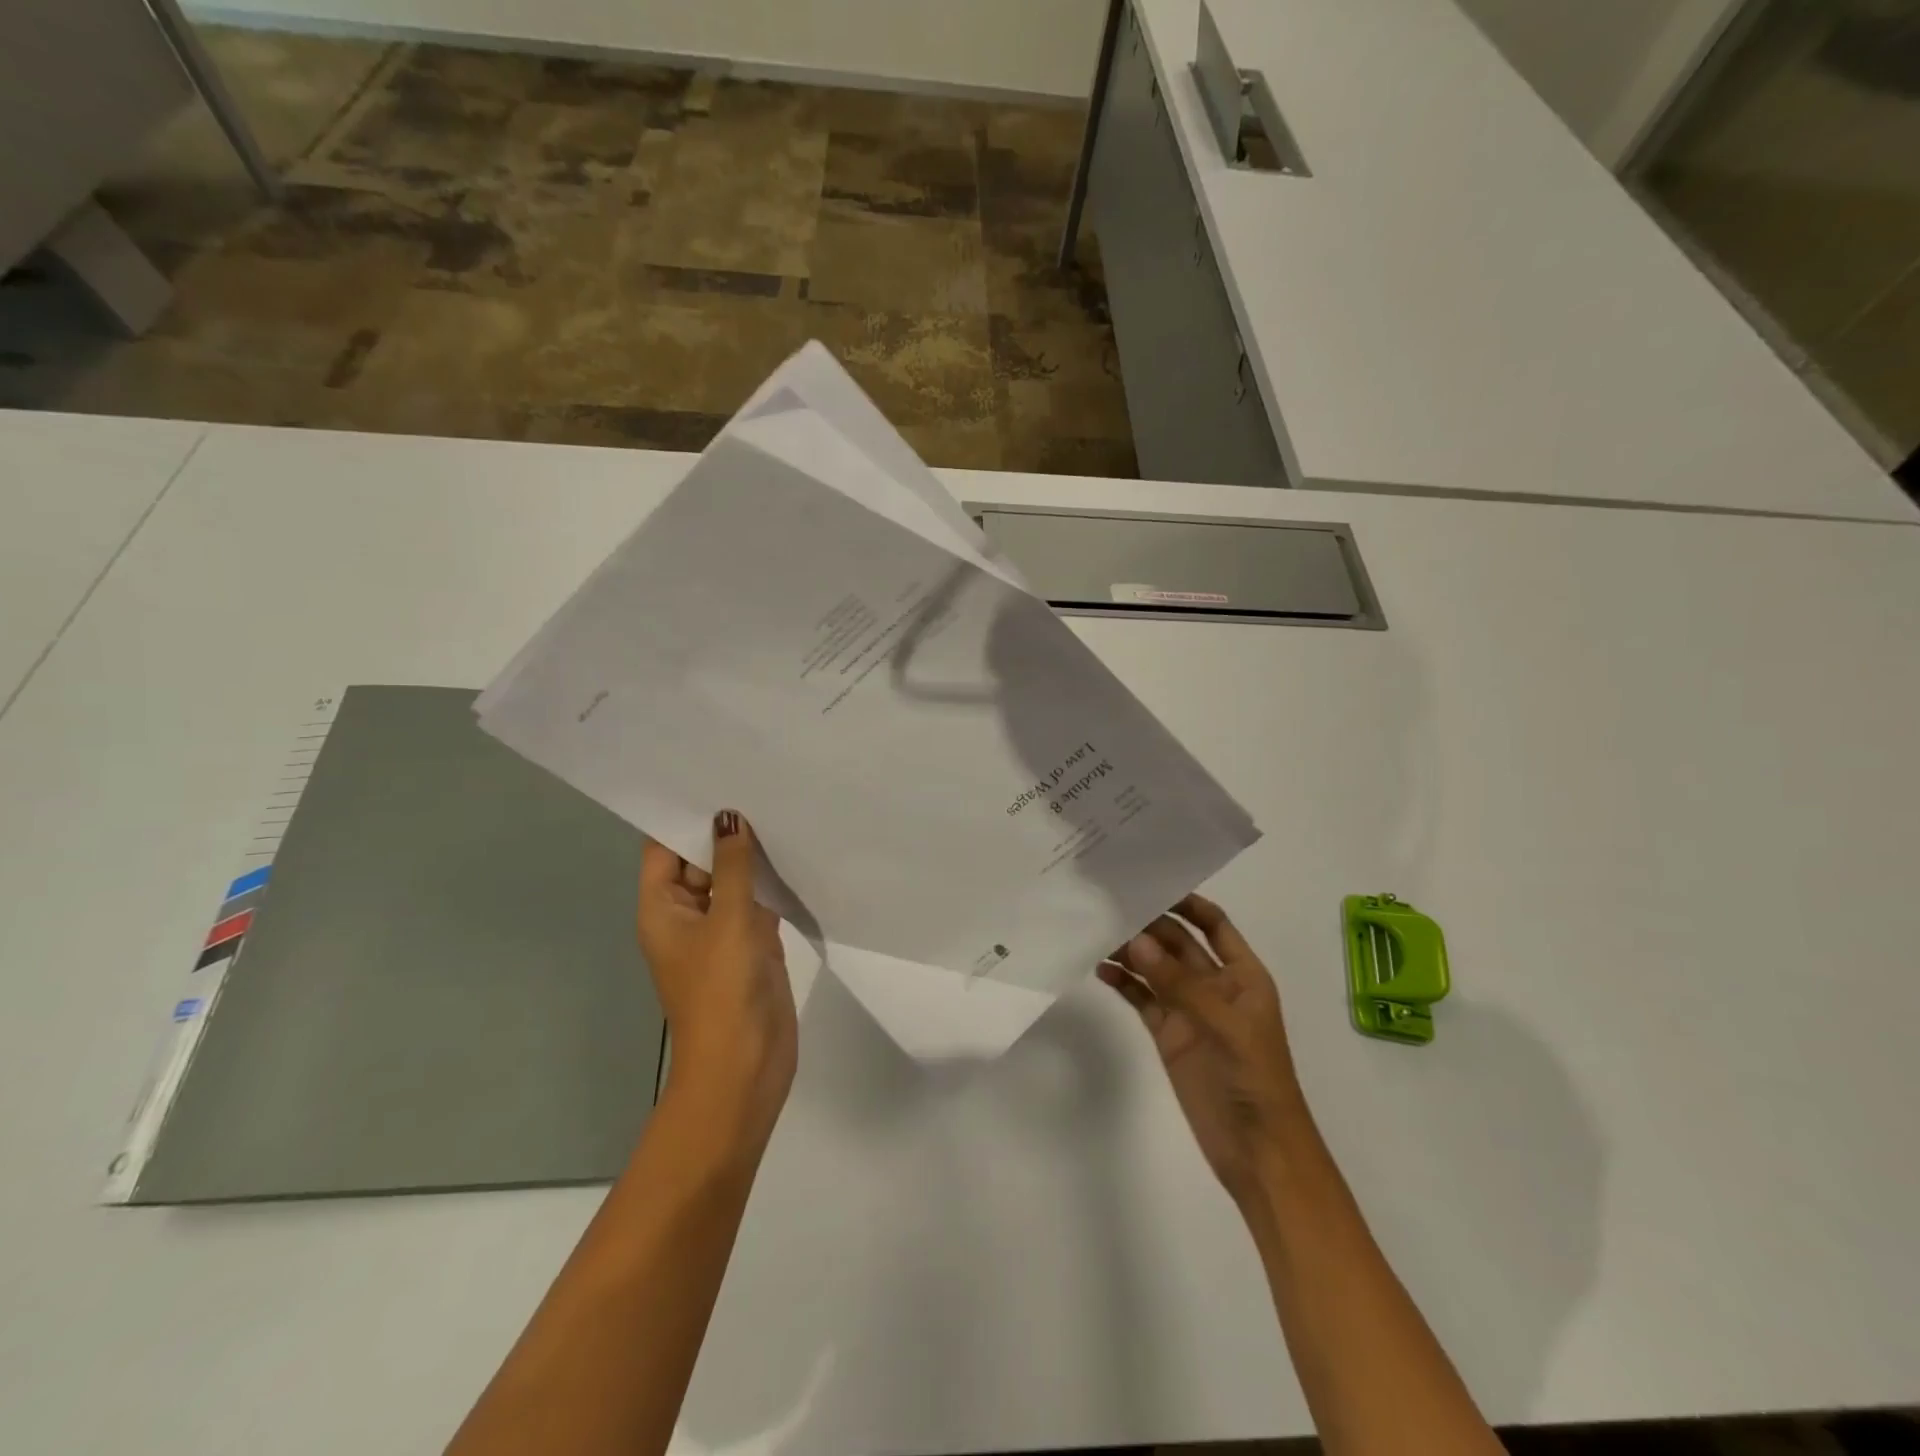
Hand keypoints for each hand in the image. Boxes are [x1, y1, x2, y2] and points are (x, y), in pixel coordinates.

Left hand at [638, 811, 795, 1151]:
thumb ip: (733, 866)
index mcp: (662, 908)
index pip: (665, 850)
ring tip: (783, 808)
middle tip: (761, 784)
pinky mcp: (753, 946)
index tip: (717, 778)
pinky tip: (797, 854)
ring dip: (753, 857)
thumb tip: (729, 817)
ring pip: (734, 882)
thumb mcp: (728, 920)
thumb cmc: (722, 991)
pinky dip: (772, 884)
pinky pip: (758, 904)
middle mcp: (688, 915)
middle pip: (701, 862)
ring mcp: (722, 932)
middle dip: (726, 831)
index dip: (686, 817)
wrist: (744, 1067)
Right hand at [1098, 895, 1310, 1205]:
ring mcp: (1188, 1009)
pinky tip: (1100, 969)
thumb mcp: (1225, 1026)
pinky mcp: (1167, 1033)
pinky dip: (1123, 982)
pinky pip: (1142, 998)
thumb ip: (1180, 983)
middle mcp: (1214, 985)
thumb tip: (1137, 940)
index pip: (1214, 924)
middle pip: (1178, 943)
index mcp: (1242, 975)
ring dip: (1131, 951)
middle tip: (1109, 904)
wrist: (1259, 1152)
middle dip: (1149, 924)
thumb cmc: (1255, 1080)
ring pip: (1155, 968)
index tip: (1151, 882)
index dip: (1188, 902)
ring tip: (1097, 932)